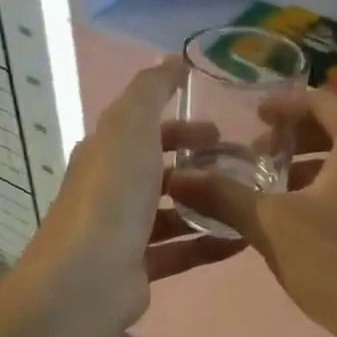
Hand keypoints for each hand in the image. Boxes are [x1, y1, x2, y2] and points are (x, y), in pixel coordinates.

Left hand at [17, 58, 245, 328]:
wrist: (87, 278)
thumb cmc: (111, 194)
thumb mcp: (130, 126)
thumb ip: (151, 90)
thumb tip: (171, 58)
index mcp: (104, 154)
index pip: (143, 131)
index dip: (179, 127)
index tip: (219, 130)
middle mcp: (110, 191)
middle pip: (158, 173)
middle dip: (198, 167)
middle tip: (241, 167)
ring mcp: (122, 233)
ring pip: (171, 214)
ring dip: (207, 205)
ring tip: (249, 201)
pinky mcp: (137, 270)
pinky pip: (180, 251)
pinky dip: (209, 243)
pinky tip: (243, 239)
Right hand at [166, 89, 336, 336]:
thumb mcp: (271, 225)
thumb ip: (223, 195)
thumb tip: (177, 178)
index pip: (323, 101)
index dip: (285, 104)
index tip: (255, 116)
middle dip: (298, 137)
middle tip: (261, 154)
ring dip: (317, 165)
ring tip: (280, 187)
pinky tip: (312, 220)